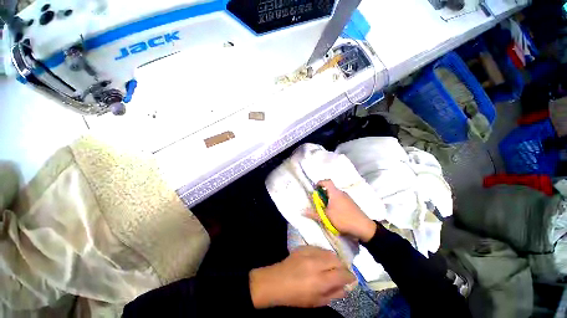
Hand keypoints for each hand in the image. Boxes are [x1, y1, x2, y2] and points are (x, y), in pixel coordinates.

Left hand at [249, 246, 354, 308]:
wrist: (277, 281)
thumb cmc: (296, 296)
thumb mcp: (317, 301)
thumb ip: (334, 294)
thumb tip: (346, 287)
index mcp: (320, 280)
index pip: (342, 274)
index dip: (349, 276)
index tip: (351, 279)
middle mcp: (316, 263)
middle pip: (337, 259)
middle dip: (342, 266)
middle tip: (340, 272)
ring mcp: (309, 253)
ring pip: (328, 252)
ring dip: (333, 259)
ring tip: (331, 266)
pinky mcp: (304, 247)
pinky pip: (319, 248)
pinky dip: (323, 254)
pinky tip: (320, 260)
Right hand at [305, 180, 376, 242]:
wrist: (363, 227)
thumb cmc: (343, 219)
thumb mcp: (326, 217)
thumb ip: (314, 213)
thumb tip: (302, 211)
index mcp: (335, 193)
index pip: (327, 181)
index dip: (320, 183)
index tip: (315, 188)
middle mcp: (342, 193)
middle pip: (330, 189)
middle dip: (323, 194)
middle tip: (318, 202)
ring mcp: (348, 198)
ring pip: (336, 195)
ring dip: (329, 199)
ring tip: (326, 209)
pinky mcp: (352, 204)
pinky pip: (341, 199)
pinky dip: (335, 202)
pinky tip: (335, 213)